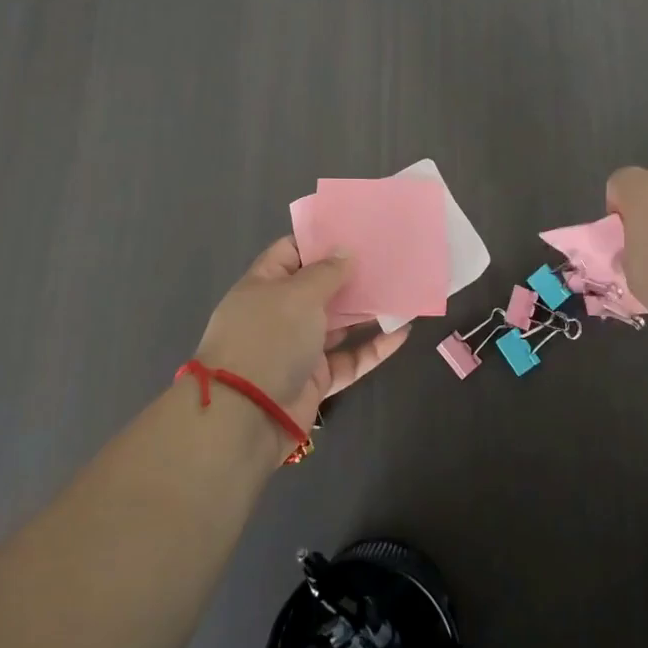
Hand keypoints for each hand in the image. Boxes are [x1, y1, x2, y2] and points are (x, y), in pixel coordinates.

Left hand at [193, 237, 410, 435]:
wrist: (245, 416)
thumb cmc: (269, 338)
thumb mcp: (298, 295)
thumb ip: (326, 272)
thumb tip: (345, 253)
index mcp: (264, 285)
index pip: (291, 252)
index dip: (321, 241)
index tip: (355, 231)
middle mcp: (279, 313)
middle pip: (319, 288)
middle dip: (351, 275)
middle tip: (388, 259)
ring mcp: (297, 348)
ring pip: (338, 323)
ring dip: (367, 310)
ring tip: (401, 291)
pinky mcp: (315, 380)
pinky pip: (349, 358)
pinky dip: (374, 347)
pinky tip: (402, 333)